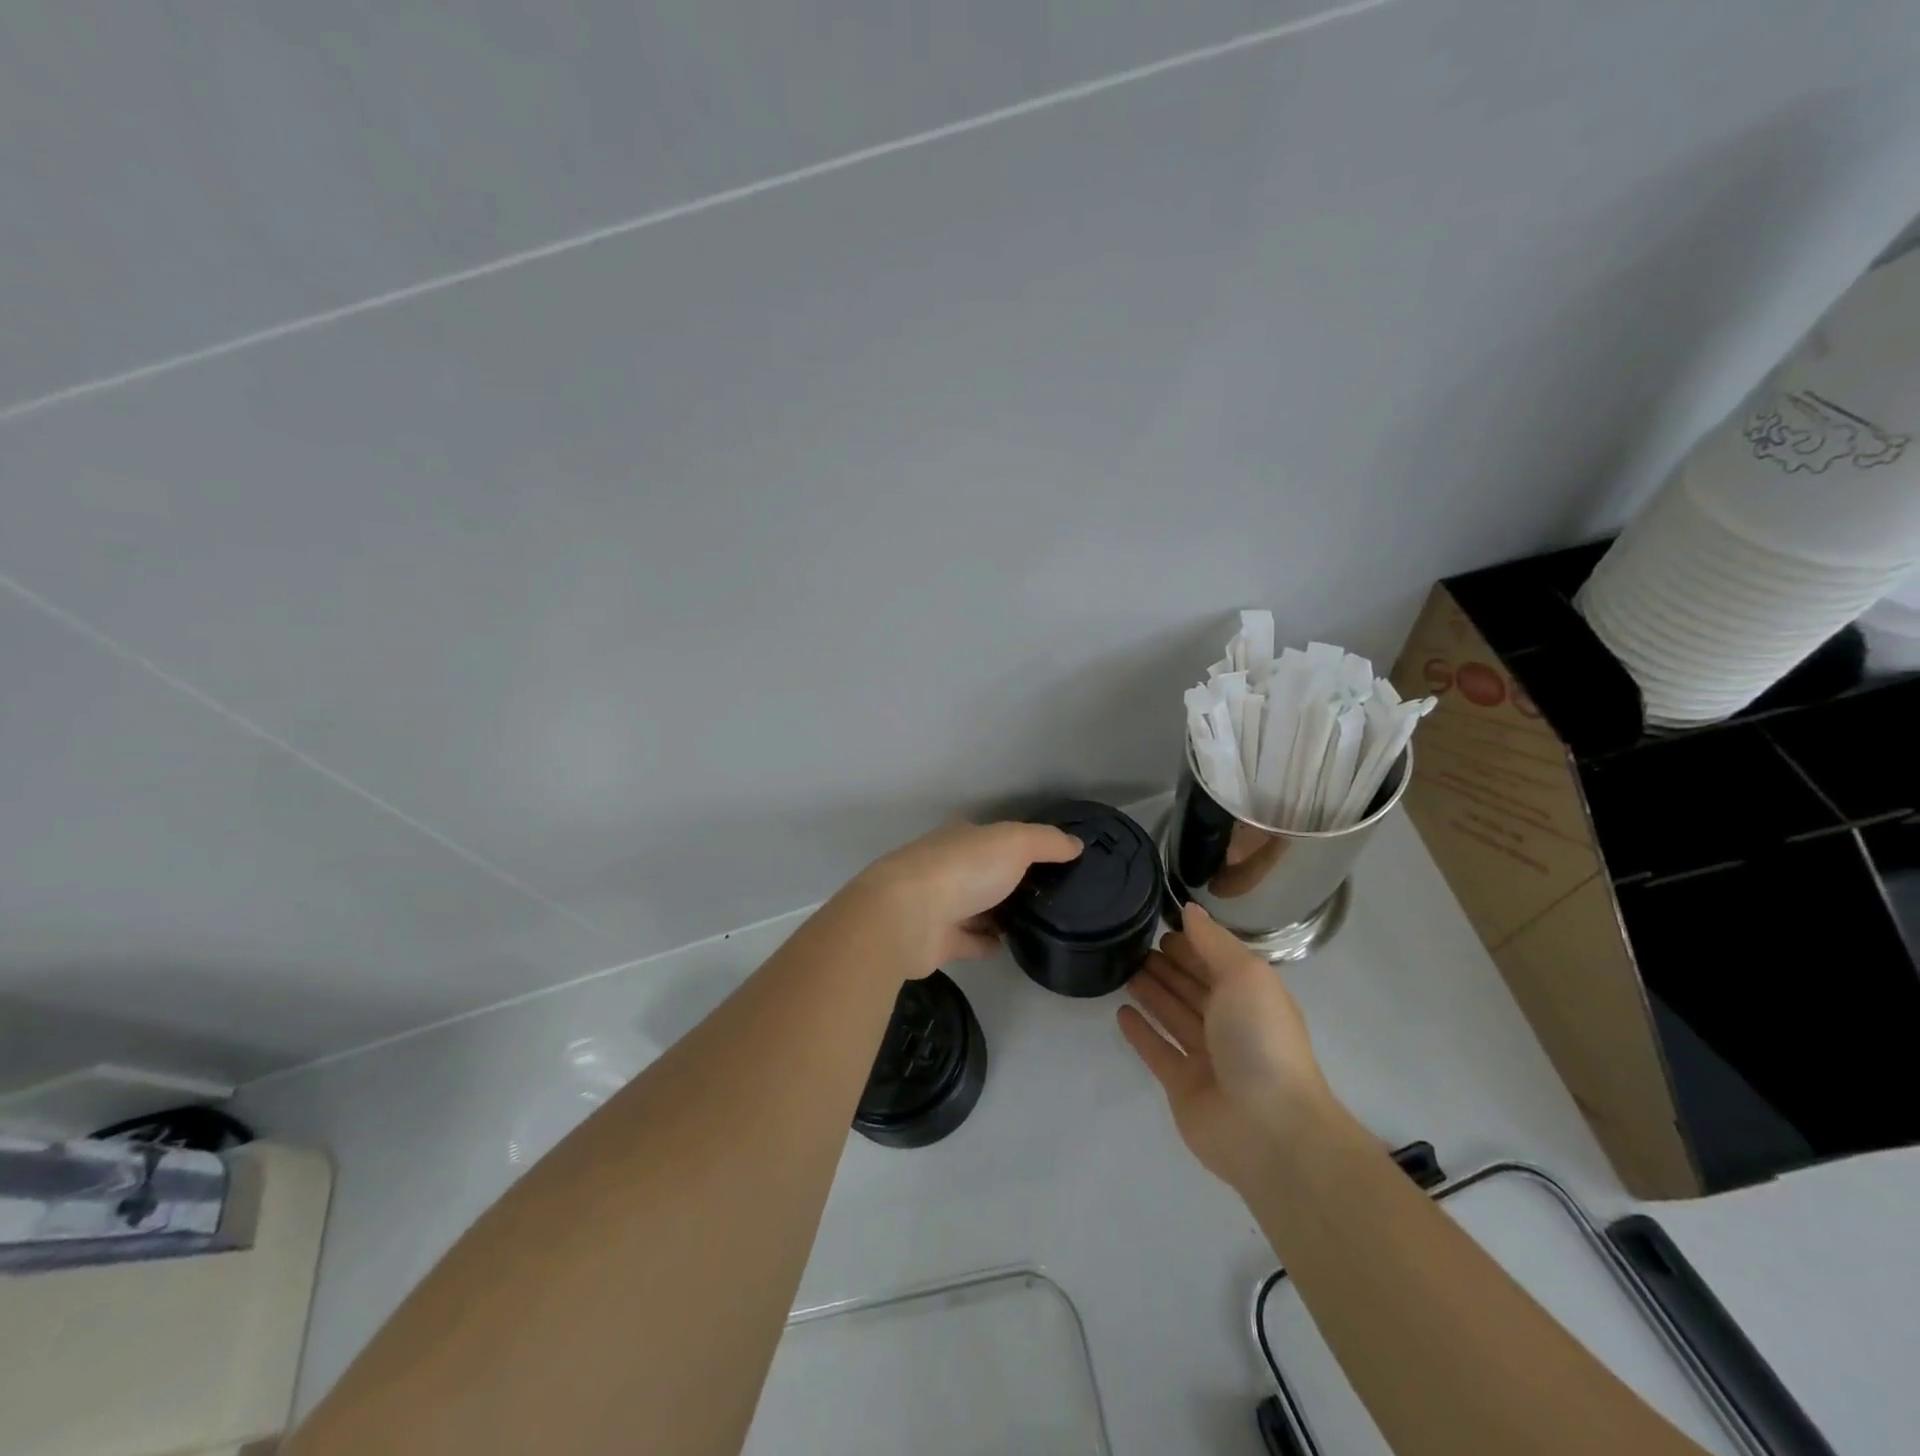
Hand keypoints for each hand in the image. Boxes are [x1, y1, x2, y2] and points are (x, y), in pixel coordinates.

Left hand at [853, 820, 1082, 970]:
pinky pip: (969, 940)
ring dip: (1000, 913)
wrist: (906, 917)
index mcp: (962, 838)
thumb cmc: (962, 870)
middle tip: (1053, 895)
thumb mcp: (1014, 843)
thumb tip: (1076, 844)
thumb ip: (1047, 842)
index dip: (1022, 845)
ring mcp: (940, 904)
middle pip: (986, 872)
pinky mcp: (936, 941)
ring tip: (1037, 922)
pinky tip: (1008, 946)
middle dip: (1012, 881)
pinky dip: (985, 942)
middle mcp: (948, 867)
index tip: (1054, 860)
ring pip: (977, 907)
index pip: (995, 837)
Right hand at [1118, 903, 1331, 1191]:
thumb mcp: (1245, 975)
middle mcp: (1230, 1024)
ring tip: (1123, 969)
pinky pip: (1157, 1051)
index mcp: (1251, 996)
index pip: (1215, 961)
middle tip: (1132, 943)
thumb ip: (1213, 941)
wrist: (1270, 1128)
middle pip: (1193, 987)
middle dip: (1168, 965)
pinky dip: (1141, 1032)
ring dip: (1152, 993)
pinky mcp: (1183, 1085)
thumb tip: (1189, 910)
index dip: (1190, 942)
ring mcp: (1207, 1057)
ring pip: (1173, 1016)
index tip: (1158, 923)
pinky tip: (1121, 1012)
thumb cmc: (1260, 1039)